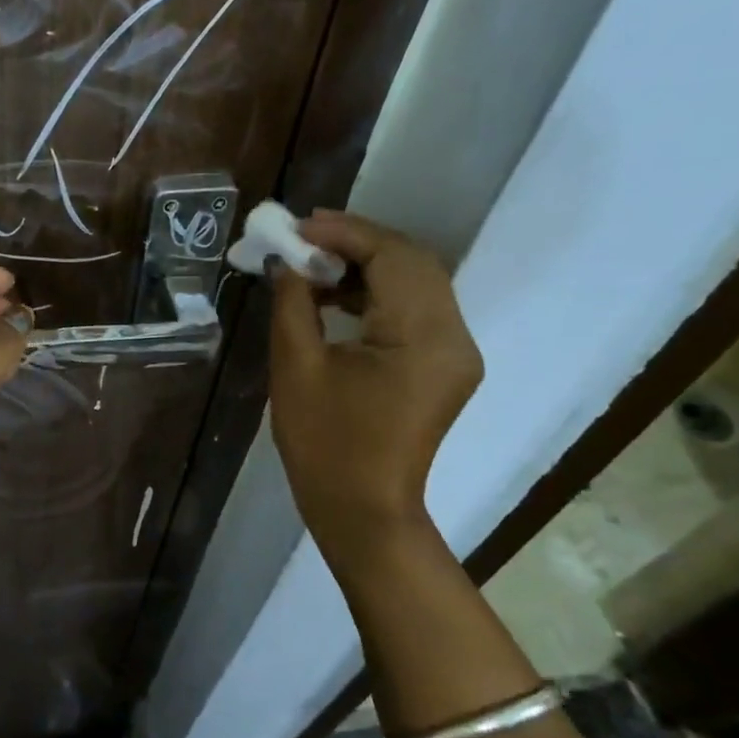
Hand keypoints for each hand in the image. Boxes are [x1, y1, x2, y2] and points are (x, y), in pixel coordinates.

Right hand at [268, 211, 482, 574]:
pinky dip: (376, 293)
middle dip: (356, 242)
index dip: (344, 233)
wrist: (362, 511)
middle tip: (302, 237)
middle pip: (412, 261)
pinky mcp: (444, 364)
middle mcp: (454, 337)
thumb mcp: (297, 367)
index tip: (296, 226)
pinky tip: (334, 295)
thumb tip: (283, 260)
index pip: (392, 257)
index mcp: (423, 338)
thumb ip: (293, 302)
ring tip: (310, 264)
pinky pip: (415, 309)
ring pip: (416, 281)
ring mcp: (455, 352)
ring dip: (365, 265)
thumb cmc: (324, 445)